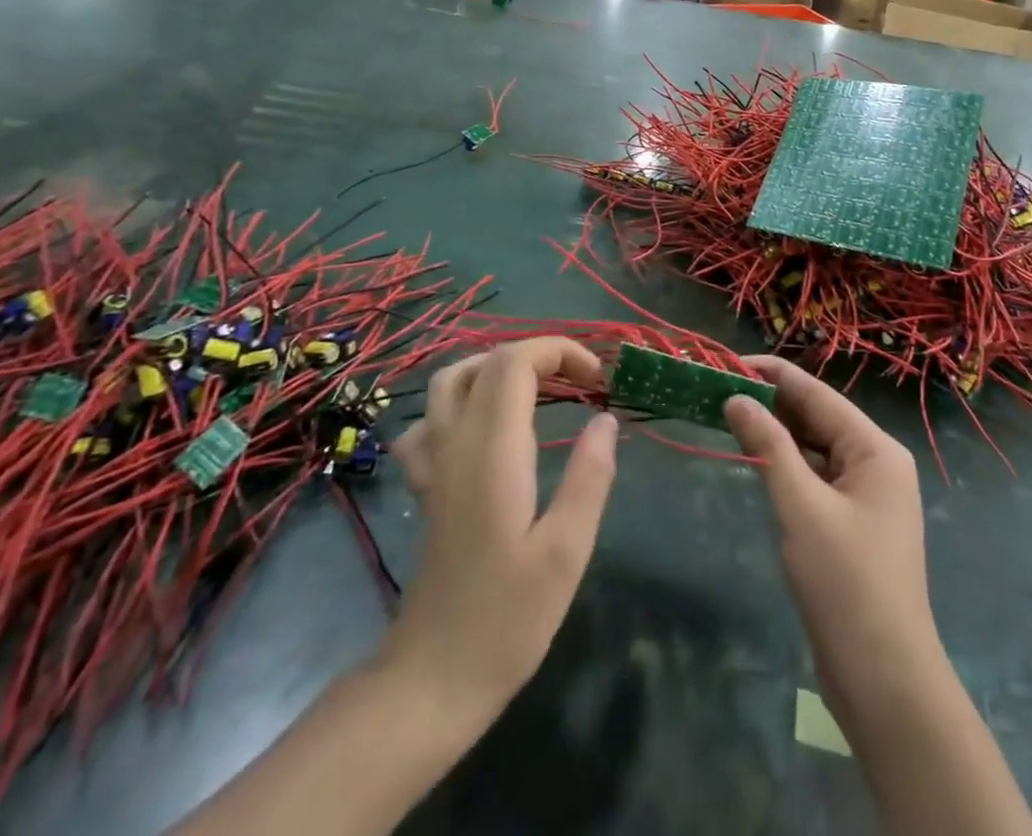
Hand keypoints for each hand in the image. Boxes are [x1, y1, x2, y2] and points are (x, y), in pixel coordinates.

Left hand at [385, 338, 617, 721]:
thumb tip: (606, 419)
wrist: (431, 680)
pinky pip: (430, 421)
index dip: (559, 351)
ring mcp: (433, 464)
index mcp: (493, 450)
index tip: (598, 380)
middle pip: (486, 361)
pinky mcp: (425, 487)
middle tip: (581, 382)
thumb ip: (590, 478)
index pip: (514, 362)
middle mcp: (456, 443)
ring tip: (539, 389)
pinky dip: (460, 405)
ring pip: (449, 381)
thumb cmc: (507, 619)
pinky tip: (484, 429)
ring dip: (497, 368)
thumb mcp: (566, 552)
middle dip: (539, 354)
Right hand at [723, 358, 938, 709]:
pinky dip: (786, 464)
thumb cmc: (845, 582)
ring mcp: (866, 494)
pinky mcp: (852, 522)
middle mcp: (876, 462)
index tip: (728, 360)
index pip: (817, 394)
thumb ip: (768, 446)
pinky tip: (754, 458)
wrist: (884, 679)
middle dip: (771, 402)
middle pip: (817, 417)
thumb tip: (735, 397)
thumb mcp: (801, 506)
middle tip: (718, 387)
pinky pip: (815, 476)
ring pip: (815, 447)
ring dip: (775, 433)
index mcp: (876, 449)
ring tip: (727, 414)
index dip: (773, 374)